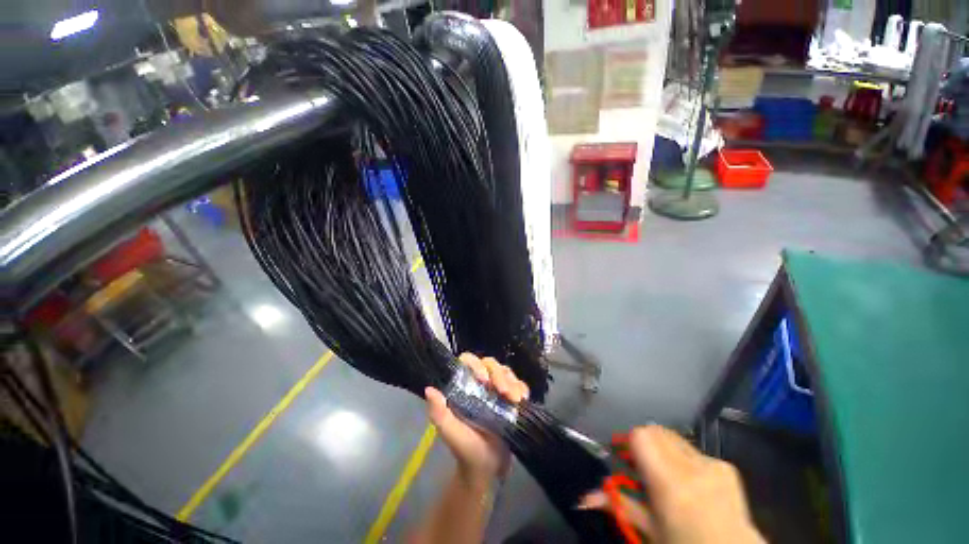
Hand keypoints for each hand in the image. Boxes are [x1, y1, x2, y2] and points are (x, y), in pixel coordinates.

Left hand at [424, 353, 528, 481]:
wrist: (487, 469)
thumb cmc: (465, 449)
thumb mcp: (450, 432)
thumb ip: (439, 412)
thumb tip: (429, 389)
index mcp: (464, 387)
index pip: (468, 362)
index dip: (476, 364)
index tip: (484, 380)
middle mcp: (481, 384)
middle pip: (491, 364)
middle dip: (499, 375)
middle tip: (504, 393)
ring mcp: (497, 391)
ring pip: (506, 372)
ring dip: (512, 382)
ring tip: (515, 400)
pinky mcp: (511, 399)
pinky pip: (519, 385)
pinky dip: (522, 388)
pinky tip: (522, 400)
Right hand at [579, 425, 764, 543]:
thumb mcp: (649, 530)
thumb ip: (618, 505)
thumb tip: (583, 498)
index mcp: (670, 483)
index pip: (641, 435)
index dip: (630, 442)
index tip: (627, 459)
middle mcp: (692, 466)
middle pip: (656, 431)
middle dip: (645, 443)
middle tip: (643, 467)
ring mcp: (712, 463)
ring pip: (674, 437)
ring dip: (663, 448)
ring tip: (667, 474)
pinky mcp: (727, 466)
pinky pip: (695, 450)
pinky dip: (685, 459)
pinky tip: (692, 483)